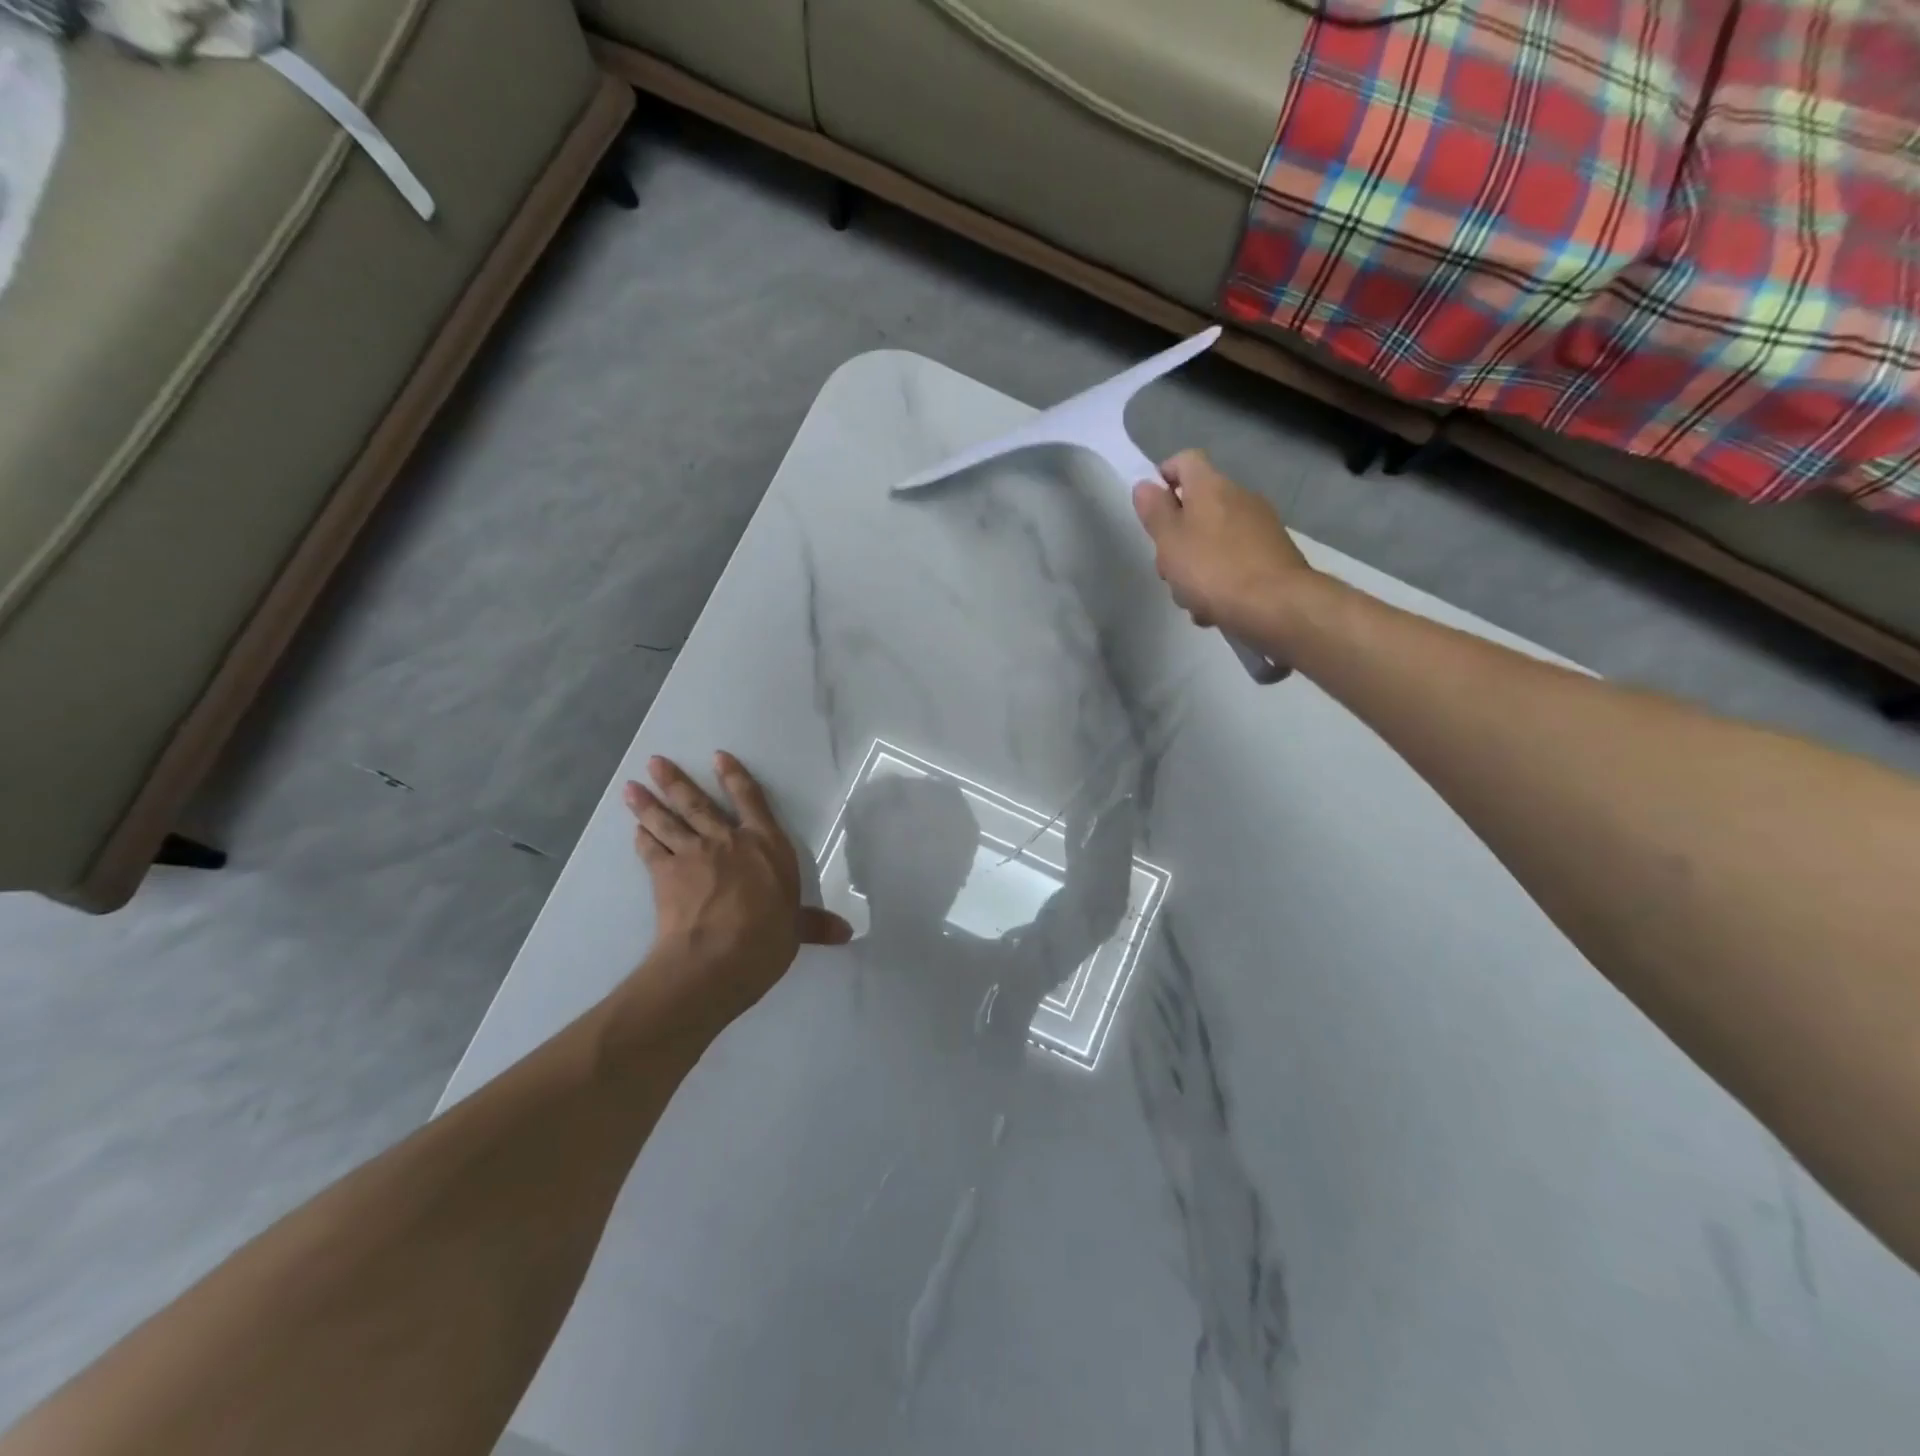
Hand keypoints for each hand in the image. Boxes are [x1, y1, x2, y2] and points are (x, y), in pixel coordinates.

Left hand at [622, 753, 850, 1030]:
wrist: (717, 957)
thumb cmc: (767, 937)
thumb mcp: (795, 930)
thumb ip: (814, 925)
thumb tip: (845, 932)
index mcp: (766, 846)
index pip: (752, 801)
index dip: (734, 777)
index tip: (718, 757)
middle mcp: (728, 841)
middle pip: (698, 804)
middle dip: (676, 781)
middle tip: (654, 762)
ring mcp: (693, 855)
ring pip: (668, 822)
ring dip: (648, 804)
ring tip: (631, 787)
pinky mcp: (665, 875)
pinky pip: (651, 850)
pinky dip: (643, 839)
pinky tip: (636, 831)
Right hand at [1131, 450, 1314, 639]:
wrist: (1277, 605)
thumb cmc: (1213, 570)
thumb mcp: (1170, 541)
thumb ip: (1155, 512)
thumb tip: (1145, 485)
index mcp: (1211, 487)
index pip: (1185, 460)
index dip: (1164, 476)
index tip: (1152, 508)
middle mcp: (1240, 497)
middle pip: (1198, 507)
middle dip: (1177, 538)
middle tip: (1168, 568)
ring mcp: (1261, 526)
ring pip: (1214, 539)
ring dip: (1197, 566)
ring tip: (1191, 598)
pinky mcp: (1274, 555)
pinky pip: (1235, 561)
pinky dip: (1221, 580)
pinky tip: (1215, 609)